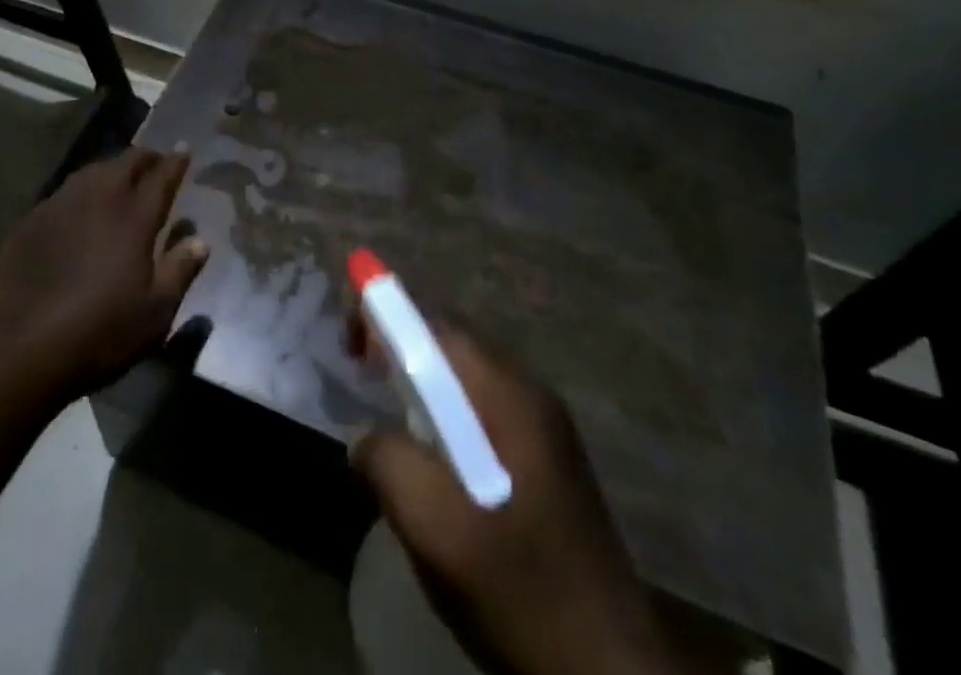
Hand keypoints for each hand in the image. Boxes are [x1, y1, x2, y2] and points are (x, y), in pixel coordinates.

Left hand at [0, 148, 208, 400]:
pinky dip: (81, 192)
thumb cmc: (98, 332)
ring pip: (93, 171)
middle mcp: (99, 198)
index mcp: (134, 216)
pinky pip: (64, 193)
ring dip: (112, 169)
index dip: (176, 161)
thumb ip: (180, 270)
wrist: (18, 348)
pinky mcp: (30, 221)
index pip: (162, 176)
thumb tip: (199, 240)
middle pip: (126, 162)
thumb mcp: (154, 313)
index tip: (185, 149)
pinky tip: (79, 210)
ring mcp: (60, 205)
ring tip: (120, 178)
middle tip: (155, 163)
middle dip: (145, 158)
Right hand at [349, 320, 682, 674]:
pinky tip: (441, 472)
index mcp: (508, 394)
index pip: (437, 326)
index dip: (387, 321)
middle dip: (403, 354)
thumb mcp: (435, 527)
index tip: (352, 350)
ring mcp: (547, 429)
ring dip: (426, 391)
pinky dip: (451, 422)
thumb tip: (367, 436)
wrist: (609, 671)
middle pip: (453, 348)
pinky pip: (487, 415)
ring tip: (397, 433)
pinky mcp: (551, 464)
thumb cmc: (518, 587)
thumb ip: (389, 462)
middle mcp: (532, 394)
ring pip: (469, 384)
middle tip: (368, 387)